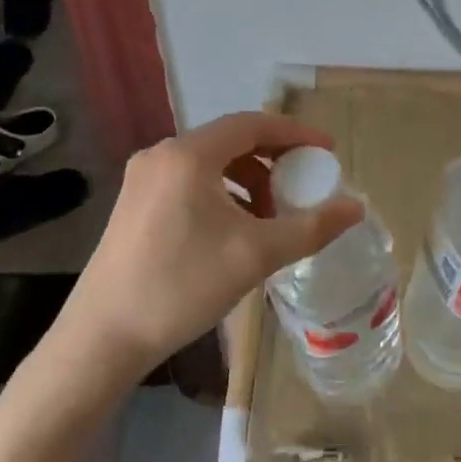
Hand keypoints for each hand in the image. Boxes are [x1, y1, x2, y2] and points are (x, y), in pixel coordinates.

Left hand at [60, 112, 364, 372]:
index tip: (326, 152)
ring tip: (270, 215)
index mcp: (189, 155)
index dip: (294, 134)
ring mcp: (142, 178)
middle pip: (230, 141)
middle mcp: (162, 154)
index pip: (252, 124)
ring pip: (210, 163)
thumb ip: (311, 227)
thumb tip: (357, 208)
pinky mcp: (134, 203)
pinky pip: (190, 181)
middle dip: (272, 160)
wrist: (103, 337)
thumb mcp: (255, 255)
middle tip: (302, 184)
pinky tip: (234, 229)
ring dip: (247, 180)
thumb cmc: (182, 287)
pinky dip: (221, 193)